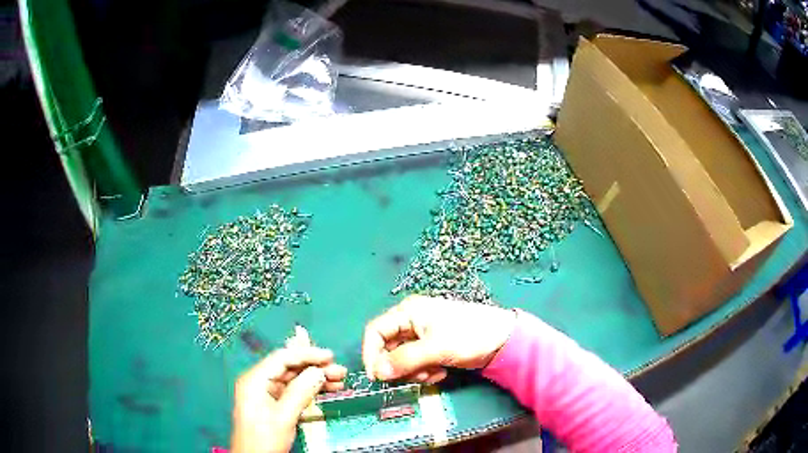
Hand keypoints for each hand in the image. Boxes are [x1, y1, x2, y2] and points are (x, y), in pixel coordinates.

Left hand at [231, 347, 346, 452]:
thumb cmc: (263, 439)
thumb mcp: (284, 417)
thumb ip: (301, 392)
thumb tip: (319, 372)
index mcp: (254, 380)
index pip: (282, 358)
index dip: (307, 355)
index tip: (330, 357)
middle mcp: (259, 382)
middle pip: (290, 368)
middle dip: (315, 369)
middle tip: (340, 371)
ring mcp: (266, 394)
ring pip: (294, 380)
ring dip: (316, 380)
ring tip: (339, 381)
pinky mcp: (273, 404)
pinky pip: (294, 392)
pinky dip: (311, 391)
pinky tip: (328, 391)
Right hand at [362, 295, 515, 383]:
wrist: (504, 339)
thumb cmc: (469, 336)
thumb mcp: (435, 348)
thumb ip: (404, 360)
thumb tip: (377, 373)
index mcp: (408, 312)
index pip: (375, 332)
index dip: (371, 354)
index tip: (377, 377)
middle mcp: (411, 321)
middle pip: (388, 347)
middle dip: (398, 366)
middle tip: (413, 377)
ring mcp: (422, 335)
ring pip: (402, 358)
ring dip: (413, 371)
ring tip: (433, 373)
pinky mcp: (433, 347)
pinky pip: (417, 363)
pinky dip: (424, 371)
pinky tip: (441, 372)